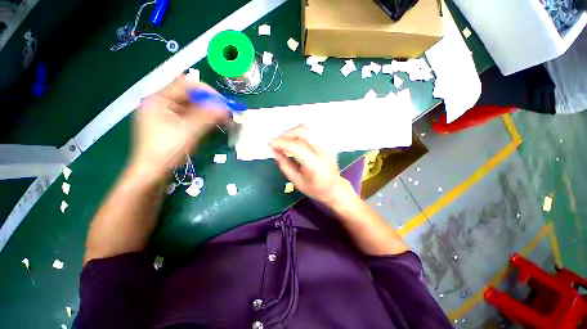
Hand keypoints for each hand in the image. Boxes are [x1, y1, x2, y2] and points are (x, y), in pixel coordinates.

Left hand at [130, 76, 227, 179]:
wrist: (152, 171)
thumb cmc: (167, 150)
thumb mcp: (189, 131)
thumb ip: (207, 116)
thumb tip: (225, 107)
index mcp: (158, 100)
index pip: (185, 85)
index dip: (206, 91)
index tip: (222, 102)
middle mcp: (159, 103)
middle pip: (188, 95)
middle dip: (208, 102)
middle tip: (224, 112)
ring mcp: (163, 114)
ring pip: (189, 106)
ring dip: (206, 111)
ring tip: (220, 119)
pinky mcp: (168, 123)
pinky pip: (187, 115)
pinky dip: (200, 118)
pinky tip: (209, 124)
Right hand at [270, 125, 352, 203]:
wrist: (334, 187)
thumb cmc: (315, 188)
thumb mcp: (296, 182)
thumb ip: (285, 166)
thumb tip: (275, 151)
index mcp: (316, 166)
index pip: (296, 147)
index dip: (281, 143)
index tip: (271, 144)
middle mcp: (323, 152)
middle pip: (303, 132)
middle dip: (286, 134)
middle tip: (277, 141)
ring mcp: (327, 145)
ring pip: (307, 129)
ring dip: (292, 132)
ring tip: (284, 141)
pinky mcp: (327, 143)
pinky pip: (311, 132)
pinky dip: (299, 134)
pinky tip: (293, 141)